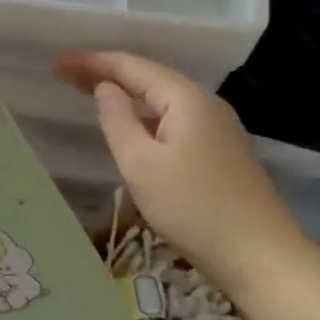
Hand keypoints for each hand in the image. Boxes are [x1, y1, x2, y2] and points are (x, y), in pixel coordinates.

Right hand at [55, 50, 319, 294]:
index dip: (91, 62)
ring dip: (125, 92)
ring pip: (162, 98)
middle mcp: (205, 103)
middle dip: (106, 73)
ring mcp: (218, 127)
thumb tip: (104, 88)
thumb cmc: (194, 208)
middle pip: (148, 77)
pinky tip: (131, 124)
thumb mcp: (141, 164)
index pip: (131, 66)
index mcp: (186, 99)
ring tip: (89, 92)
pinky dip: (144, 113)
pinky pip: (174, 117)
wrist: (262, 257)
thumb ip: (117, 120)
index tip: (57, 64)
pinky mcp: (220, 150)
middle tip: (64, 75)